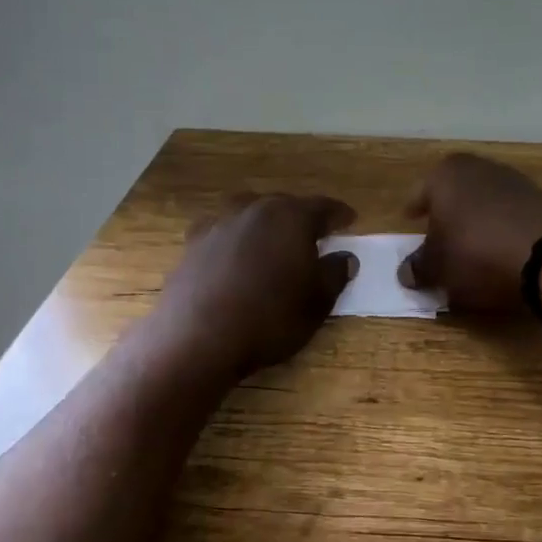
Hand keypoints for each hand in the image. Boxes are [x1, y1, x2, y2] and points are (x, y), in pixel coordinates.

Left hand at [154, 193, 358, 375]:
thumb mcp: (317, 302)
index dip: (339, 215)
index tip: (350, 220)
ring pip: (249, 213)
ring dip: (265, 224)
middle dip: (301, 217)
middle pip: (284, 205)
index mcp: (291, 217)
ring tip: (272, 241)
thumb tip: (345, 257)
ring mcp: (218, 224)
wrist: (199, 337)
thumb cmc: (270, 318)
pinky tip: (234, 255)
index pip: (323, 207)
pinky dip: (234, 239)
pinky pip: (222, 232)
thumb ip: (335, 274)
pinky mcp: (192, 244)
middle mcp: (254, 210)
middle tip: (314, 234)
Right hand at [399, 153, 541, 313]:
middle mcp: (478, 168)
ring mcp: (514, 180)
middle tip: (439, 235)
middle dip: (446, 213)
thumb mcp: (438, 268)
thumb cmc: (477, 253)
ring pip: (483, 201)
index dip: (414, 210)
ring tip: (471, 248)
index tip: (410, 221)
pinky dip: (501, 228)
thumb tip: (406, 272)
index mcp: (445, 175)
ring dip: (476, 220)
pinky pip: (510, 214)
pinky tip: (500, 250)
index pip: (420, 193)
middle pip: (454, 192)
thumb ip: (419, 267)